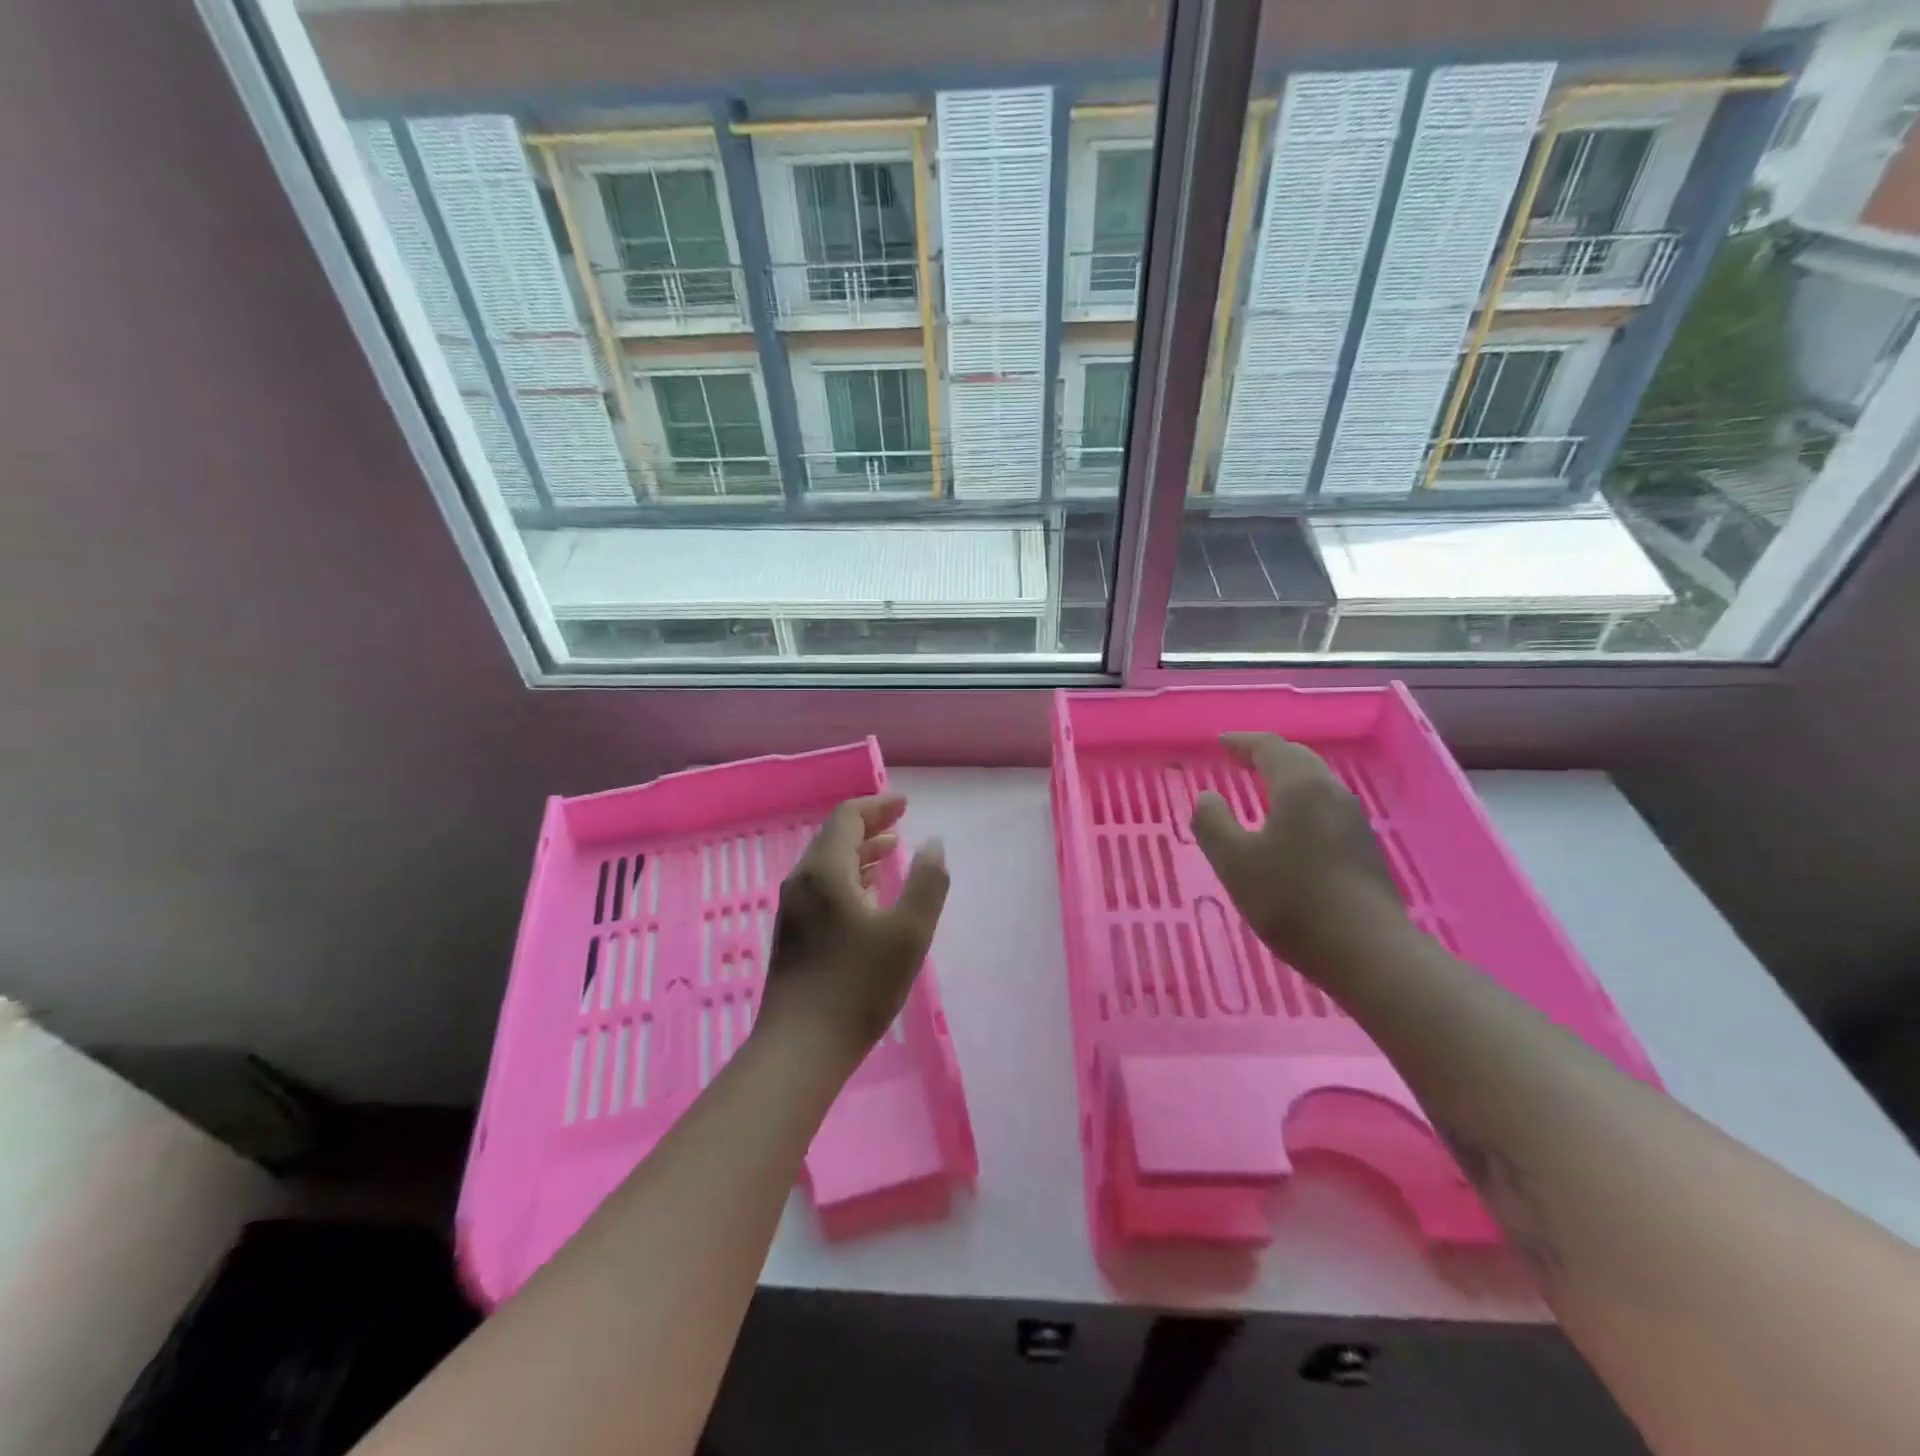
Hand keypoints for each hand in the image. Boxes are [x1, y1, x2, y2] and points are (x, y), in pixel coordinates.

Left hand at [757, 793, 948, 1066]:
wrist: (800, 1048)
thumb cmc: (858, 986)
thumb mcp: (908, 932)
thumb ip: (927, 882)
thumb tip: (934, 843)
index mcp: (825, 871)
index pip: (848, 817)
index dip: (878, 805)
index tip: (905, 804)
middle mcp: (802, 882)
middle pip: (835, 838)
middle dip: (869, 826)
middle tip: (901, 823)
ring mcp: (794, 910)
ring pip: (828, 865)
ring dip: (860, 853)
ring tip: (891, 853)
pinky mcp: (793, 935)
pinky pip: (823, 888)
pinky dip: (850, 878)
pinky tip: (869, 896)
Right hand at [1191, 733, 1405, 979]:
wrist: (1367, 951)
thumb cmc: (1292, 900)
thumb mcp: (1234, 862)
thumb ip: (1213, 824)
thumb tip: (1207, 797)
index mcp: (1299, 787)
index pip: (1269, 747)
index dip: (1242, 742)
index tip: (1221, 742)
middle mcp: (1330, 793)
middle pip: (1298, 759)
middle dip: (1267, 754)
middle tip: (1240, 757)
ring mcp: (1353, 820)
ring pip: (1315, 783)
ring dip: (1287, 777)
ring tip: (1263, 785)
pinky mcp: (1363, 846)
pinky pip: (1325, 806)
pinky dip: (1301, 800)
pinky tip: (1291, 824)